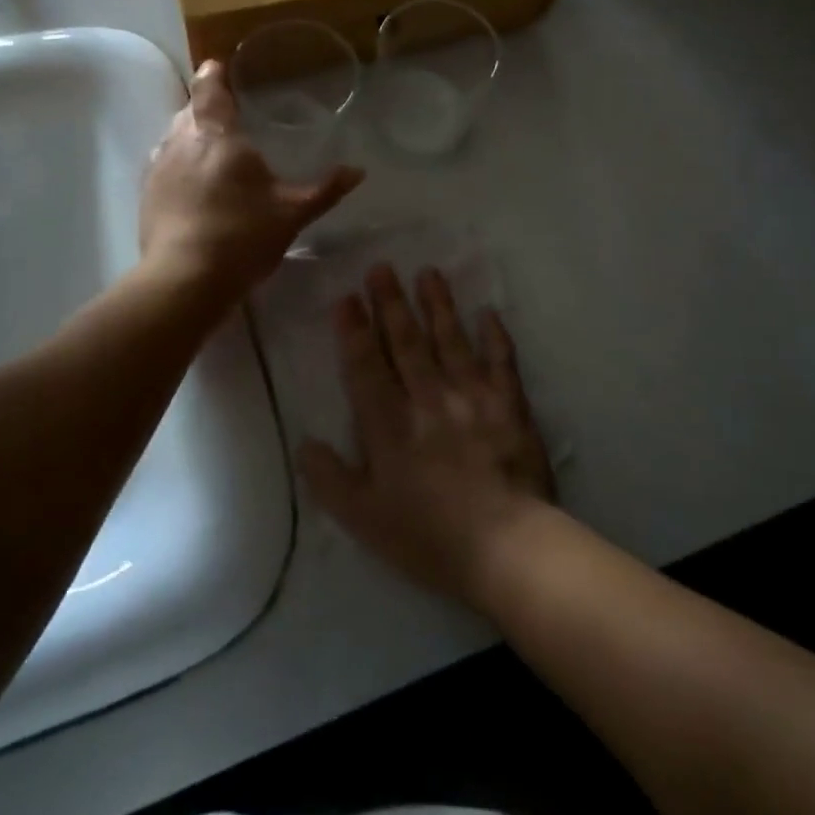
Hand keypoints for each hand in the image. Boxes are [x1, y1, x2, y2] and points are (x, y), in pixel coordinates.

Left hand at [140, 60, 363, 299]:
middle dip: (206, 107)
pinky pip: (163, 164)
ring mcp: (158, 167)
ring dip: (190, 135)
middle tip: (228, 113)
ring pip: (173, 136)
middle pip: (190, 110)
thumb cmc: (242, 235)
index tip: (220, 66)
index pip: (209, 88)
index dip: (215, 74)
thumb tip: (358, 171)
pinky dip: (178, 163)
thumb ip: (325, 189)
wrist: (184, 280)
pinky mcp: (146, 195)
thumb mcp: (292, 213)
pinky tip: (191, 183)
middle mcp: (181, 140)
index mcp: (217, 133)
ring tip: (211, 148)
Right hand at [300, 266, 555, 609]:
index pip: (365, 365)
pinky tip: (489, 313)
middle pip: (406, 342)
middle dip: (391, 302)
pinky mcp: (509, 405)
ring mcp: (471, 397)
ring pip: (450, 340)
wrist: (505, 547)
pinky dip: (495, 336)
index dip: (354, 329)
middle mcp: (428, 398)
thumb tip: (305, 443)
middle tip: (383, 267)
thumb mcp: (363, 519)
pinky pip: (501, 362)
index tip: (347, 296)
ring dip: (437, 305)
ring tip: (428, 273)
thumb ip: (329, 479)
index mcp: (389, 424)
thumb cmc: (427, 536)